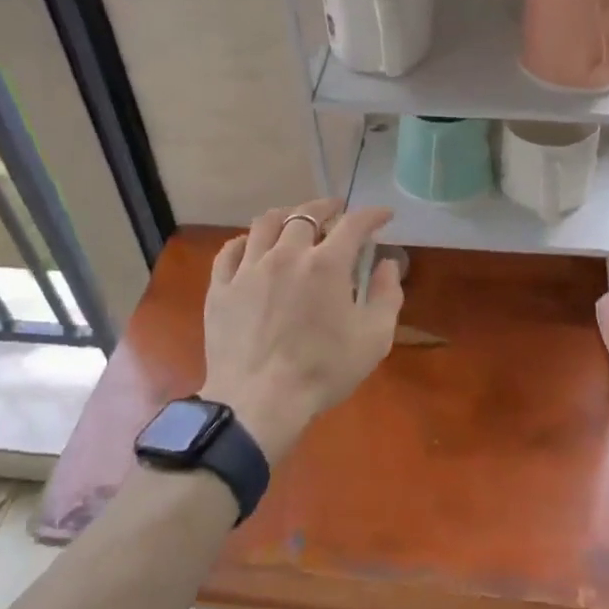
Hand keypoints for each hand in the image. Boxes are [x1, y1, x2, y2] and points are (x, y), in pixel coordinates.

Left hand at [201, 199, 403, 458]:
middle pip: (305, 214)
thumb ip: (386, 295)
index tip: (383, 215)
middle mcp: (287, 254)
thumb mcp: (373, 338)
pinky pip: (230, 250)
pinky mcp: (221, 288)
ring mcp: (249, 269)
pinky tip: (252, 246)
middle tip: (336, 210)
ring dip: (286, 216)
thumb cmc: (323, 371)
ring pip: (265, 223)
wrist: (259, 401)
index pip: (354, 224)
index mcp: (327, 264)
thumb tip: (387, 265)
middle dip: (327, 207)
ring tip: (294, 219)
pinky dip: (246, 241)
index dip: (372, 215)